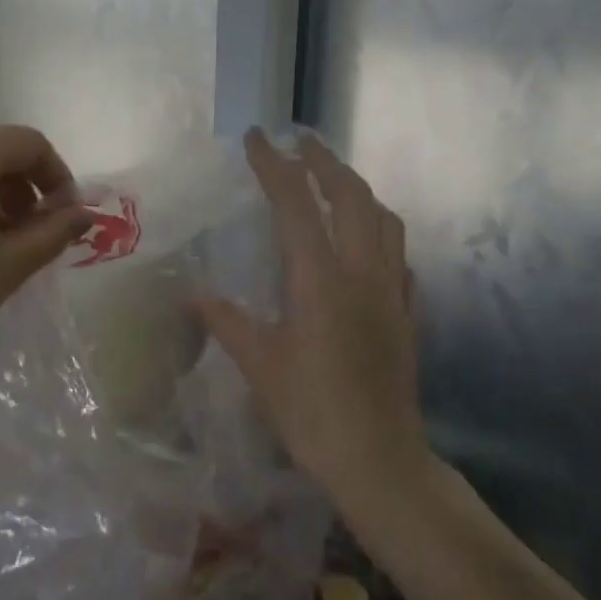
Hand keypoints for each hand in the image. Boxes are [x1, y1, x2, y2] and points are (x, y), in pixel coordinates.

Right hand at [194, 130, 426, 511]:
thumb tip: (194, 295)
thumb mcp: (260, 365)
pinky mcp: (406, 312)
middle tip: (301, 141)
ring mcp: (391, 290)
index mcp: (320, 279)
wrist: (380, 461)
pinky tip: (363, 238)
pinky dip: (378, 228)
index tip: (256, 138)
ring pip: (382, 218)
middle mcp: (361, 272)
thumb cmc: (312, 413)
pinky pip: (397, 252)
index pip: (296, 203)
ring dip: (356, 188)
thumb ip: (227, 321)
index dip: (274, 165)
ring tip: (331, 179)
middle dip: (324, 161)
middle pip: (351, 196)